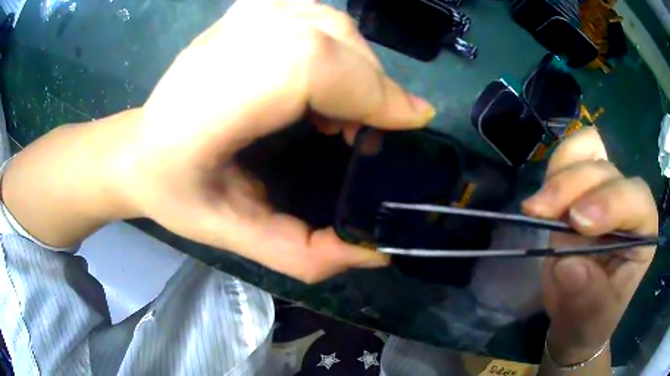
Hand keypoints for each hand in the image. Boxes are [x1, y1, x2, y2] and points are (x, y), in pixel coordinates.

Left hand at [112, 0, 435, 281]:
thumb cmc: (175, 193)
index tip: (411, 121)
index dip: (371, 89)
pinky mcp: (245, 11)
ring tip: (341, 110)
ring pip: (330, 24)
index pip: (309, 66)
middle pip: (331, 40)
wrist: (138, 148)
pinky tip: (321, 77)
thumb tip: (374, 253)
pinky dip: (337, 43)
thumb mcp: (234, 236)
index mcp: (211, 105)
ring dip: (356, 66)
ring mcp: (237, 18)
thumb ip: (304, 254)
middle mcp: (225, 46)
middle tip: (369, 131)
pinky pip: (315, 16)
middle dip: (372, 85)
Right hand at [523, 128, 657, 363]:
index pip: (635, 198)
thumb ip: (587, 295)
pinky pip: (570, 156)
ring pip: (587, 153)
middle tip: (540, 212)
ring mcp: (603, 190)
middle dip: (574, 186)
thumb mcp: (591, 318)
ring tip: (537, 206)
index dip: (610, 201)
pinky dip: (555, 168)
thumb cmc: (591, 319)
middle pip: (606, 171)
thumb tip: (568, 264)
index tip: (576, 223)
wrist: (575, 316)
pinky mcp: (580, 188)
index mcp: (643, 231)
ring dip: (561, 175)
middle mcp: (627, 202)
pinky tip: (544, 196)